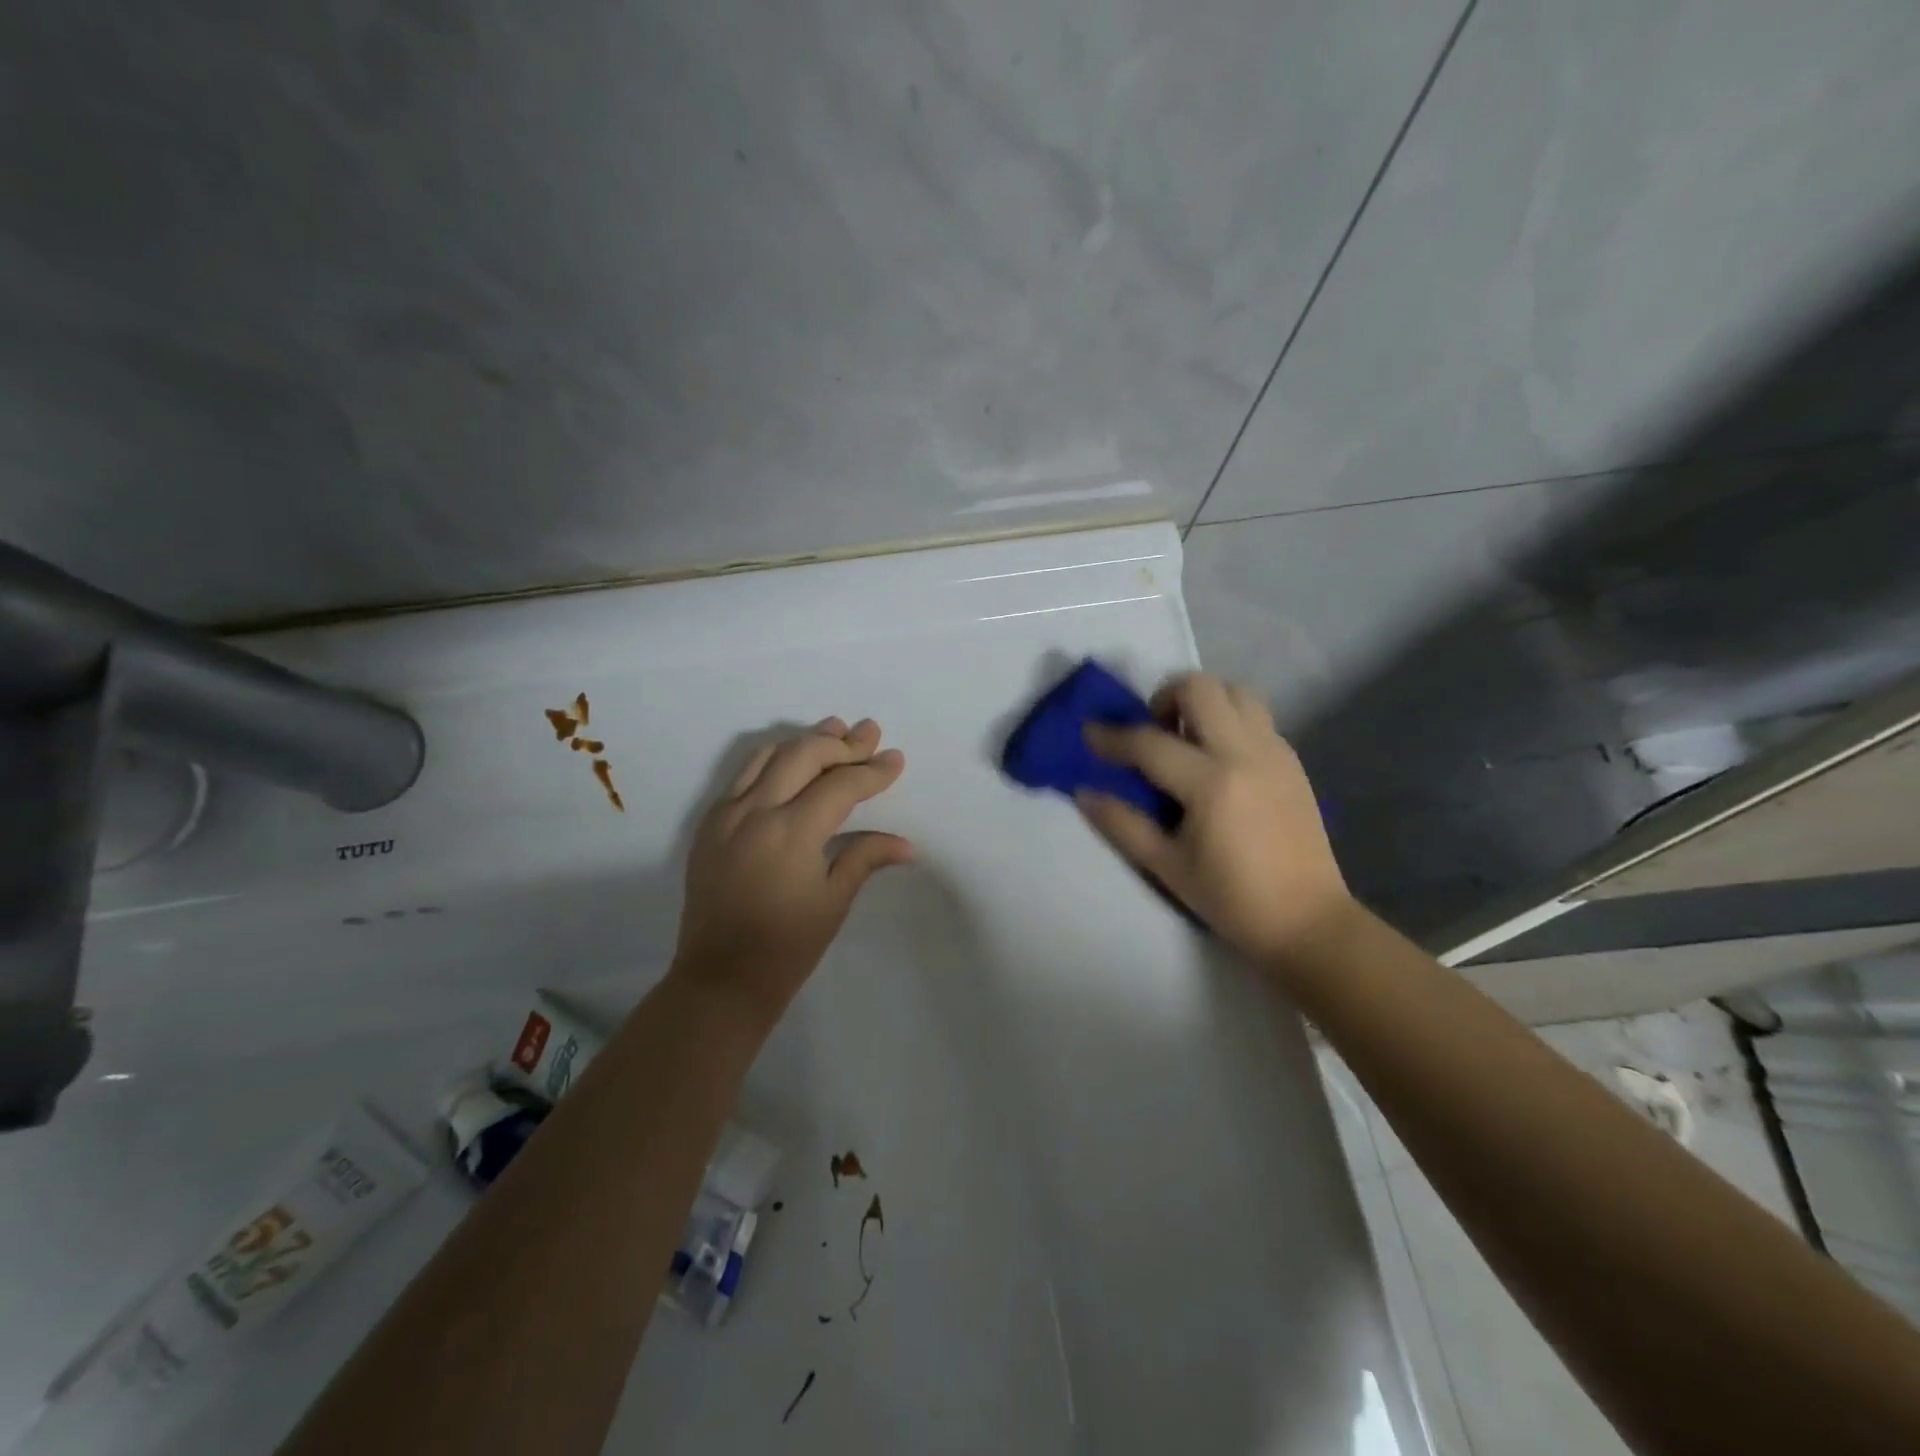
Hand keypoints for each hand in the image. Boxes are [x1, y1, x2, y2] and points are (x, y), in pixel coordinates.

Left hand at [673, 718, 911, 1025]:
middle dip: (841, 742)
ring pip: (767, 755)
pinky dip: (773, 760)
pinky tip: (792, 763)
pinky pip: (743, 775)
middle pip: (803, 754)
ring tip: (834, 731)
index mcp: (790, 833)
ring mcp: (726, 814)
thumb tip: (905, 844)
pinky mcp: (709, 824)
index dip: (872, 771)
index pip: (840, 785)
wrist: (720, 979)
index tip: (895, 759)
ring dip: (804, 741)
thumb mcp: (833, 902)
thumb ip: (865, 857)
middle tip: (869, 733)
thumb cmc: (786, 947)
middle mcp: (754, 811)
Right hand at [1079, 673, 1352, 968]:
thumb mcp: (1166, 866)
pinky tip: (1217, 759)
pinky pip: (1256, 716)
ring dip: (1203, 701)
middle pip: (1200, 688)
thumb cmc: (1231, 899)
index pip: (1149, 742)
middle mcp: (1246, 753)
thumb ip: (1122, 823)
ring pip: (1235, 691)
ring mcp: (1275, 752)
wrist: (1307, 920)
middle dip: (1164, 697)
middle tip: (1153, 731)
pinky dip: (1228, 719)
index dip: (1111, 736)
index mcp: (1211, 783)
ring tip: (1187, 738)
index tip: (1088, 733)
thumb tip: (1083, 792)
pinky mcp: (1292, 760)